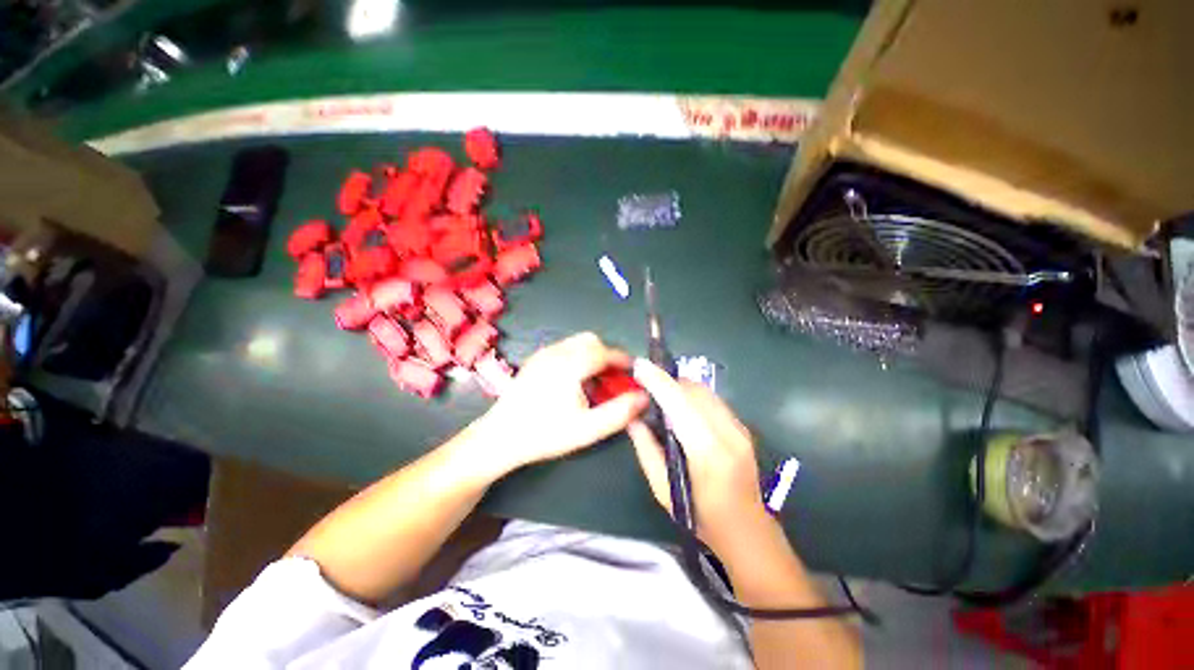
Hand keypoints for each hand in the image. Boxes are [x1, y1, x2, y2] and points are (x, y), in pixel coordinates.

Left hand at [473, 333, 647, 471]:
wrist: (501, 437)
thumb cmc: (545, 433)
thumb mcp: (588, 429)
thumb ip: (619, 412)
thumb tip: (644, 397)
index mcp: (570, 364)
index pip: (605, 352)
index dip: (624, 361)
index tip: (634, 376)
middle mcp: (555, 353)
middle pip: (589, 341)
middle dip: (607, 356)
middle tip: (614, 382)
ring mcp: (540, 356)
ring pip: (574, 344)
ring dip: (590, 357)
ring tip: (595, 386)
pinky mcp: (531, 364)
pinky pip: (561, 351)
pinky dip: (575, 360)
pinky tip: (573, 387)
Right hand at [628, 359, 767, 551]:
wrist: (744, 527)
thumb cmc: (699, 517)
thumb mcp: (664, 491)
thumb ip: (648, 452)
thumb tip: (633, 421)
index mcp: (707, 451)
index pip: (680, 404)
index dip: (659, 382)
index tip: (640, 366)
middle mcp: (728, 433)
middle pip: (696, 392)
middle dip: (670, 383)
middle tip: (645, 387)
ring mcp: (741, 430)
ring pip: (709, 395)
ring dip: (684, 390)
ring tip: (662, 399)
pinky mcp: (745, 431)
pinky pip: (717, 405)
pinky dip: (697, 401)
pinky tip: (684, 413)